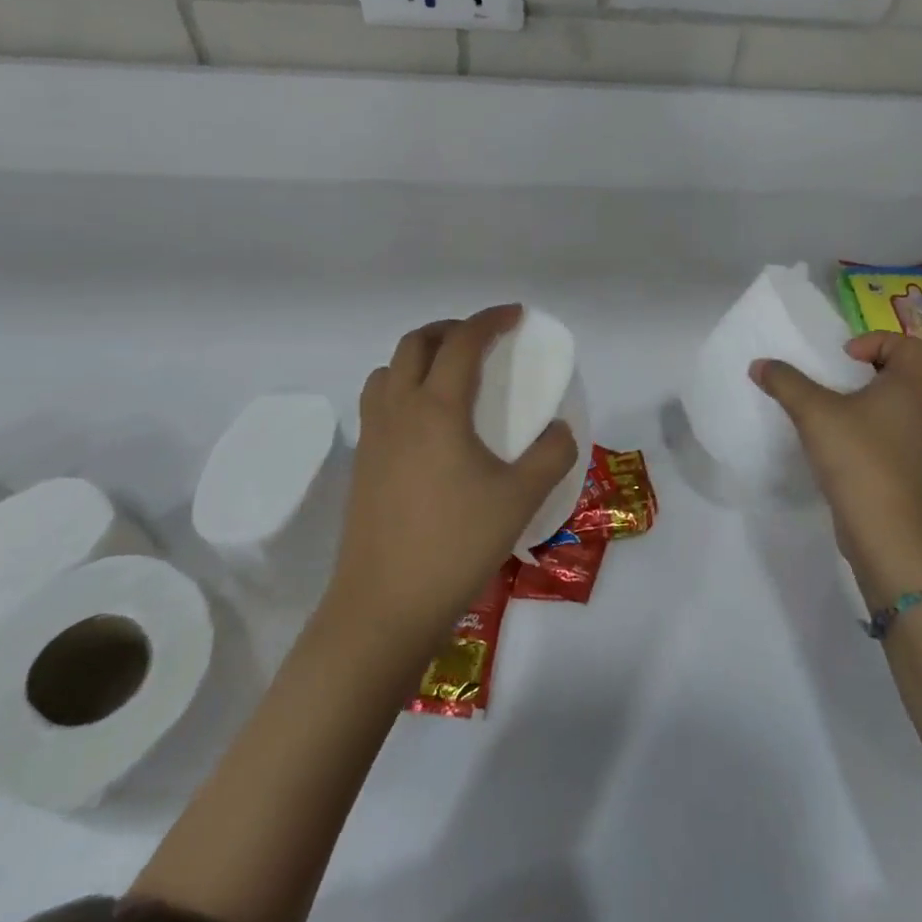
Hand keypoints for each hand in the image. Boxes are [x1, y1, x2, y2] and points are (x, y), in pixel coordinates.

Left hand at [329, 306, 577, 647]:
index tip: (516, 315)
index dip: (490, 319)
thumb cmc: (456, 545)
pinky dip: (402, 388)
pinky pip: (377, 402)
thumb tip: (560, 429)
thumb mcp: (521, 499)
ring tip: (450, 375)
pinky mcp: (361, 464)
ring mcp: (373, 437)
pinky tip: (427, 424)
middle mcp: (398, 410)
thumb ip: (552, 455)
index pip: (462, 342)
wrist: (384, 607)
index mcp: (437, 409)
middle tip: (483, 339)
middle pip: (416, 344)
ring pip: (388, 370)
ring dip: (419, 357)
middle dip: (451, 329)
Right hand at [753, 333, 921, 601]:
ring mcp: (902, 442)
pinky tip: (820, 440)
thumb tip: (760, 364)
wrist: (882, 527)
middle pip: (894, 373)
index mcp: (904, 388)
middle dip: (859, 369)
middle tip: (826, 375)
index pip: (909, 346)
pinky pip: (871, 434)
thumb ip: (786, 382)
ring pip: (881, 406)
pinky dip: (849, 429)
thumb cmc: (857, 456)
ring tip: (817, 406)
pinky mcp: (888, 467)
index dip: (878, 340)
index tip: (844, 356)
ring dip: (851, 401)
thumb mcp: (814, 412)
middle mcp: (910, 410)